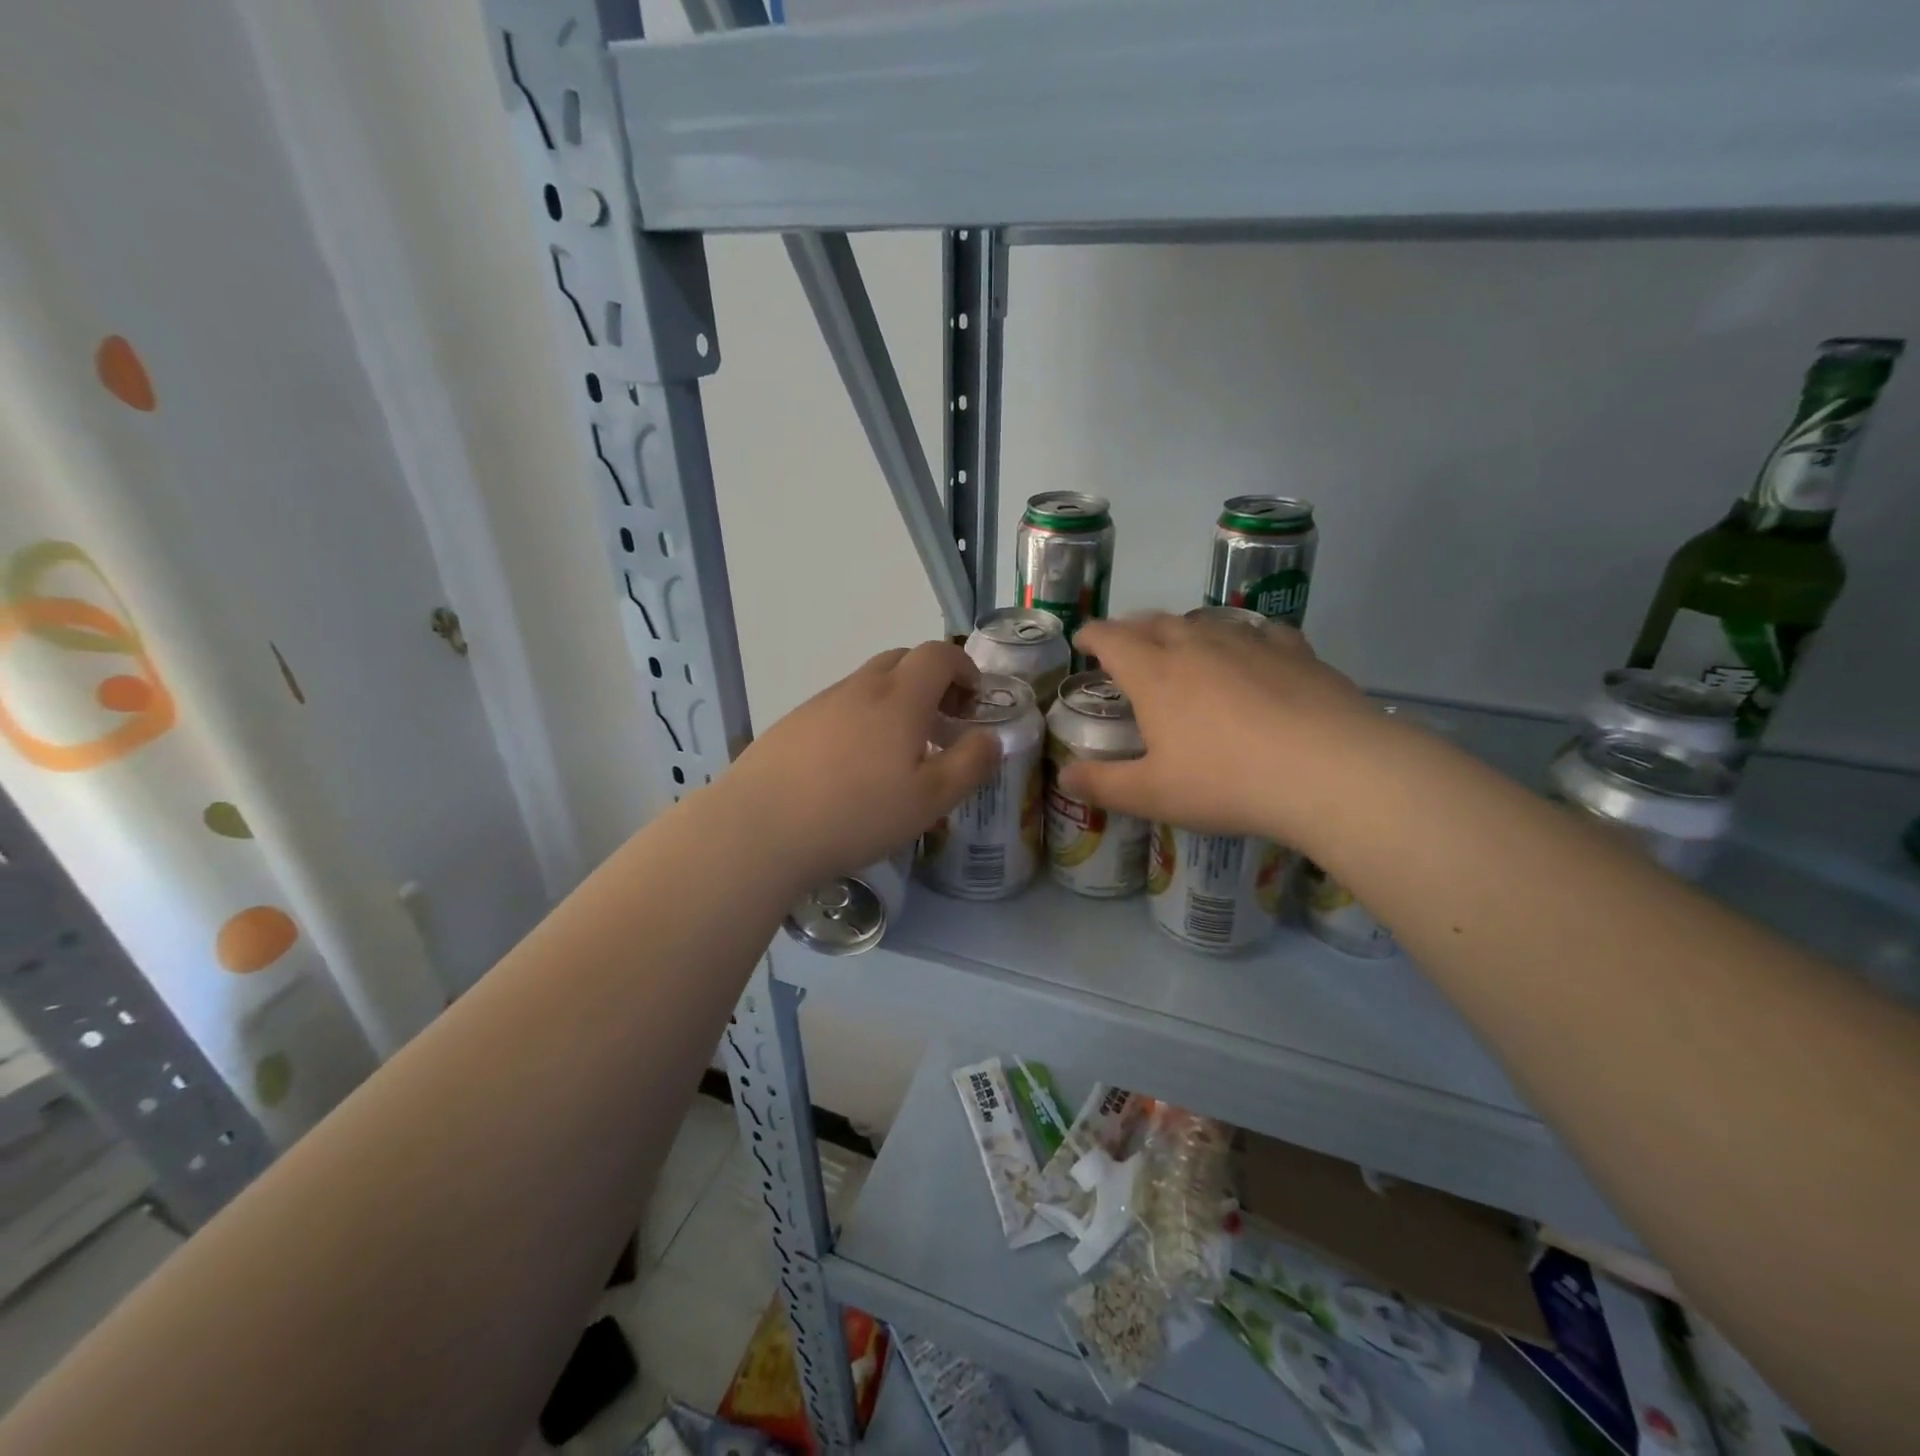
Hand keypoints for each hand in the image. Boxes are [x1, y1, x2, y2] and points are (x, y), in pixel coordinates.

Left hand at [727, 641, 1001, 888]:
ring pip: (868, 684)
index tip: (973, 700)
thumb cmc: (856, 814)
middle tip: (941, 723)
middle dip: (931, 681)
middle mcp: (860, 688)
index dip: (964, 667)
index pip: (938, 655)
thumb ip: (970, 765)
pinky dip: (861, 719)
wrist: (760, 828)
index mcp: (899, 698)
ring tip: (898, 752)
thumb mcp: (929, 800)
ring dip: (894, 701)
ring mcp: (821, 703)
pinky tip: (852, 766)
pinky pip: (839, 707)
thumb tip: (991, 738)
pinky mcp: (792, 724)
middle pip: (902, 660)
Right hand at [1060, 613, 1379, 841]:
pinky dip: (1240, 636)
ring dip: (1182, 630)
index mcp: (1155, 674)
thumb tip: (1063, 777)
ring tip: (1180, 646)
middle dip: (1132, 629)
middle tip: (1125, 645)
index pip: (1111, 639)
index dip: (1091, 636)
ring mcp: (1248, 643)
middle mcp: (1196, 646)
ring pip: (1203, 623)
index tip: (1082, 641)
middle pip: (1154, 623)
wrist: (1330, 770)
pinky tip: (1249, 651)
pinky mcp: (1294, 651)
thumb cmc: (1227, 782)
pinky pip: (1257, 632)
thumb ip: (1103, 784)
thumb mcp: (1154, 794)